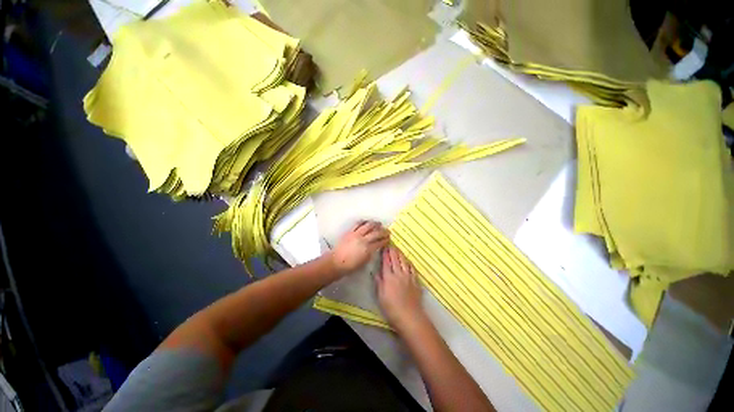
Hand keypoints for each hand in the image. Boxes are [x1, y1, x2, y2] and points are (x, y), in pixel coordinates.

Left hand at [331, 221, 388, 274]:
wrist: (336, 262)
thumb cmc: (350, 266)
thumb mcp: (364, 262)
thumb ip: (371, 253)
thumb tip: (375, 247)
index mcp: (367, 249)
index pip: (380, 242)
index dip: (385, 240)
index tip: (389, 239)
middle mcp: (363, 239)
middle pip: (376, 233)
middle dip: (383, 231)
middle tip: (387, 231)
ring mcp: (356, 234)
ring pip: (368, 226)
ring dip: (375, 224)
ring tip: (379, 223)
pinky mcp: (349, 231)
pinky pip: (358, 224)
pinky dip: (364, 222)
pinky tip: (367, 222)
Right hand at [375, 246, 425, 329]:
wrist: (409, 316)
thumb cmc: (391, 308)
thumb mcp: (381, 296)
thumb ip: (379, 282)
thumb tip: (376, 272)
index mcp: (389, 277)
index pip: (386, 262)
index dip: (385, 254)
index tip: (384, 247)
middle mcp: (398, 274)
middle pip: (395, 260)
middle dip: (392, 251)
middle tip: (391, 244)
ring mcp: (408, 277)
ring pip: (404, 262)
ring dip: (400, 254)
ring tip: (398, 249)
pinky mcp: (415, 281)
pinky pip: (412, 269)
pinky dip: (409, 263)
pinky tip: (408, 260)